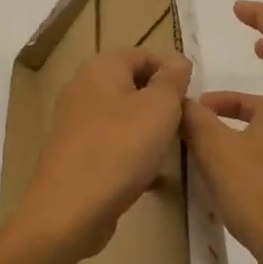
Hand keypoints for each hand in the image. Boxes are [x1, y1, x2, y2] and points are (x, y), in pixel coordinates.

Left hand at [13, 46, 194, 262]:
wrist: (70, 209)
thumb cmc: (120, 149)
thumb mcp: (159, 108)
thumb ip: (171, 81)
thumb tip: (177, 61)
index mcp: (101, 68)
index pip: (143, 54)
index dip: (171, 70)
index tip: (192, 97)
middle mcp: (82, 88)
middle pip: (131, 84)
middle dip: (160, 102)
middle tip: (183, 124)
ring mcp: (75, 122)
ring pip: (122, 116)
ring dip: (148, 129)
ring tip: (170, 149)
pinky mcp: (74, 153)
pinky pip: (111, 143)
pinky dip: (132, 153)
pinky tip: (150, 176)